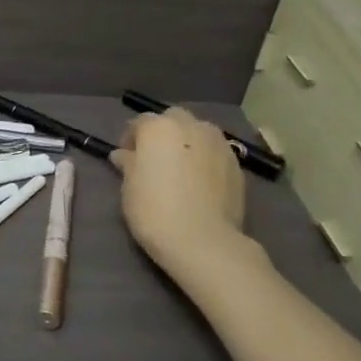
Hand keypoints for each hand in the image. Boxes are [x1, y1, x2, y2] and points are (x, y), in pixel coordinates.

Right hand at [110, 107, 248, 273]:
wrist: (204, 241)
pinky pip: (215, 152)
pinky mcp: (236, 163)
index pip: (140, 122)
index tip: (127, 157)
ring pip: (198, 132)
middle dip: (163, 132)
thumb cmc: (155, 211)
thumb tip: (124, 154)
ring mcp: (218, 143)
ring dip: (187, 142)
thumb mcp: (129, 188)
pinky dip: (205, 159)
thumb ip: (128, 164)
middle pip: (173, 119)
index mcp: (159, 128)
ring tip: (181, 168)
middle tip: (156, 158)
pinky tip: (200, 181)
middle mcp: (190, 126)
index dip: (131, 138)